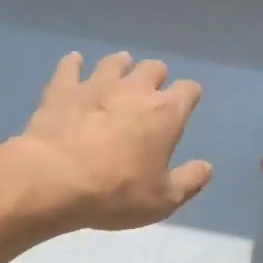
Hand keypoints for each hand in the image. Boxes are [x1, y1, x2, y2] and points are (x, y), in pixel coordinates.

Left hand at [3, 51, 212, 231]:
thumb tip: (206, 167)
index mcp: (166, 113)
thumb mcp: (163, 200)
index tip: (185, 105)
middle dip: (155, 77)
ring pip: (115, 62)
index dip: (189, 96)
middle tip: (150, 91)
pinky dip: (74, 64)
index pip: (188, 91)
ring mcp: (96, 85)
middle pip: (153, 68)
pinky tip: (74, 64)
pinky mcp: (62, 89)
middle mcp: (135, 90)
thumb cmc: (116, 193)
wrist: (56, 180)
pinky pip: (70, 66)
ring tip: (119, 73)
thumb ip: (189, 181)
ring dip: (120, 66)